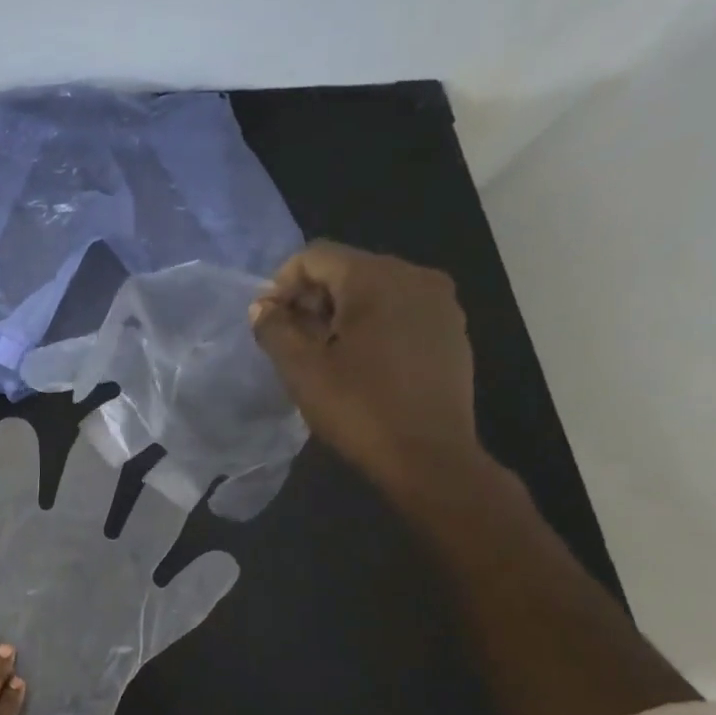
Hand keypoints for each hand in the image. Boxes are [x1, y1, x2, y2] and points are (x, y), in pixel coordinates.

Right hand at [250, 240, 481, 499]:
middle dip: (311, 300)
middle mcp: (415, 276)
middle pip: (346, 269)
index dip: (282, 285)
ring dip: (339, 314)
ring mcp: (440, 303)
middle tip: (292, 343)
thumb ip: (274, 328)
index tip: (269, 324)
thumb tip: (264, 307)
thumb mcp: (301, 369)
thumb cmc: (359, 408)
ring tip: (324, 356)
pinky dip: (371, 326)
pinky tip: (360, 364)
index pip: (314, 257)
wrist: (429, 457)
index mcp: (377, 278)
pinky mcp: (451, 330)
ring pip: (373, 290)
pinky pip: (399, 310)